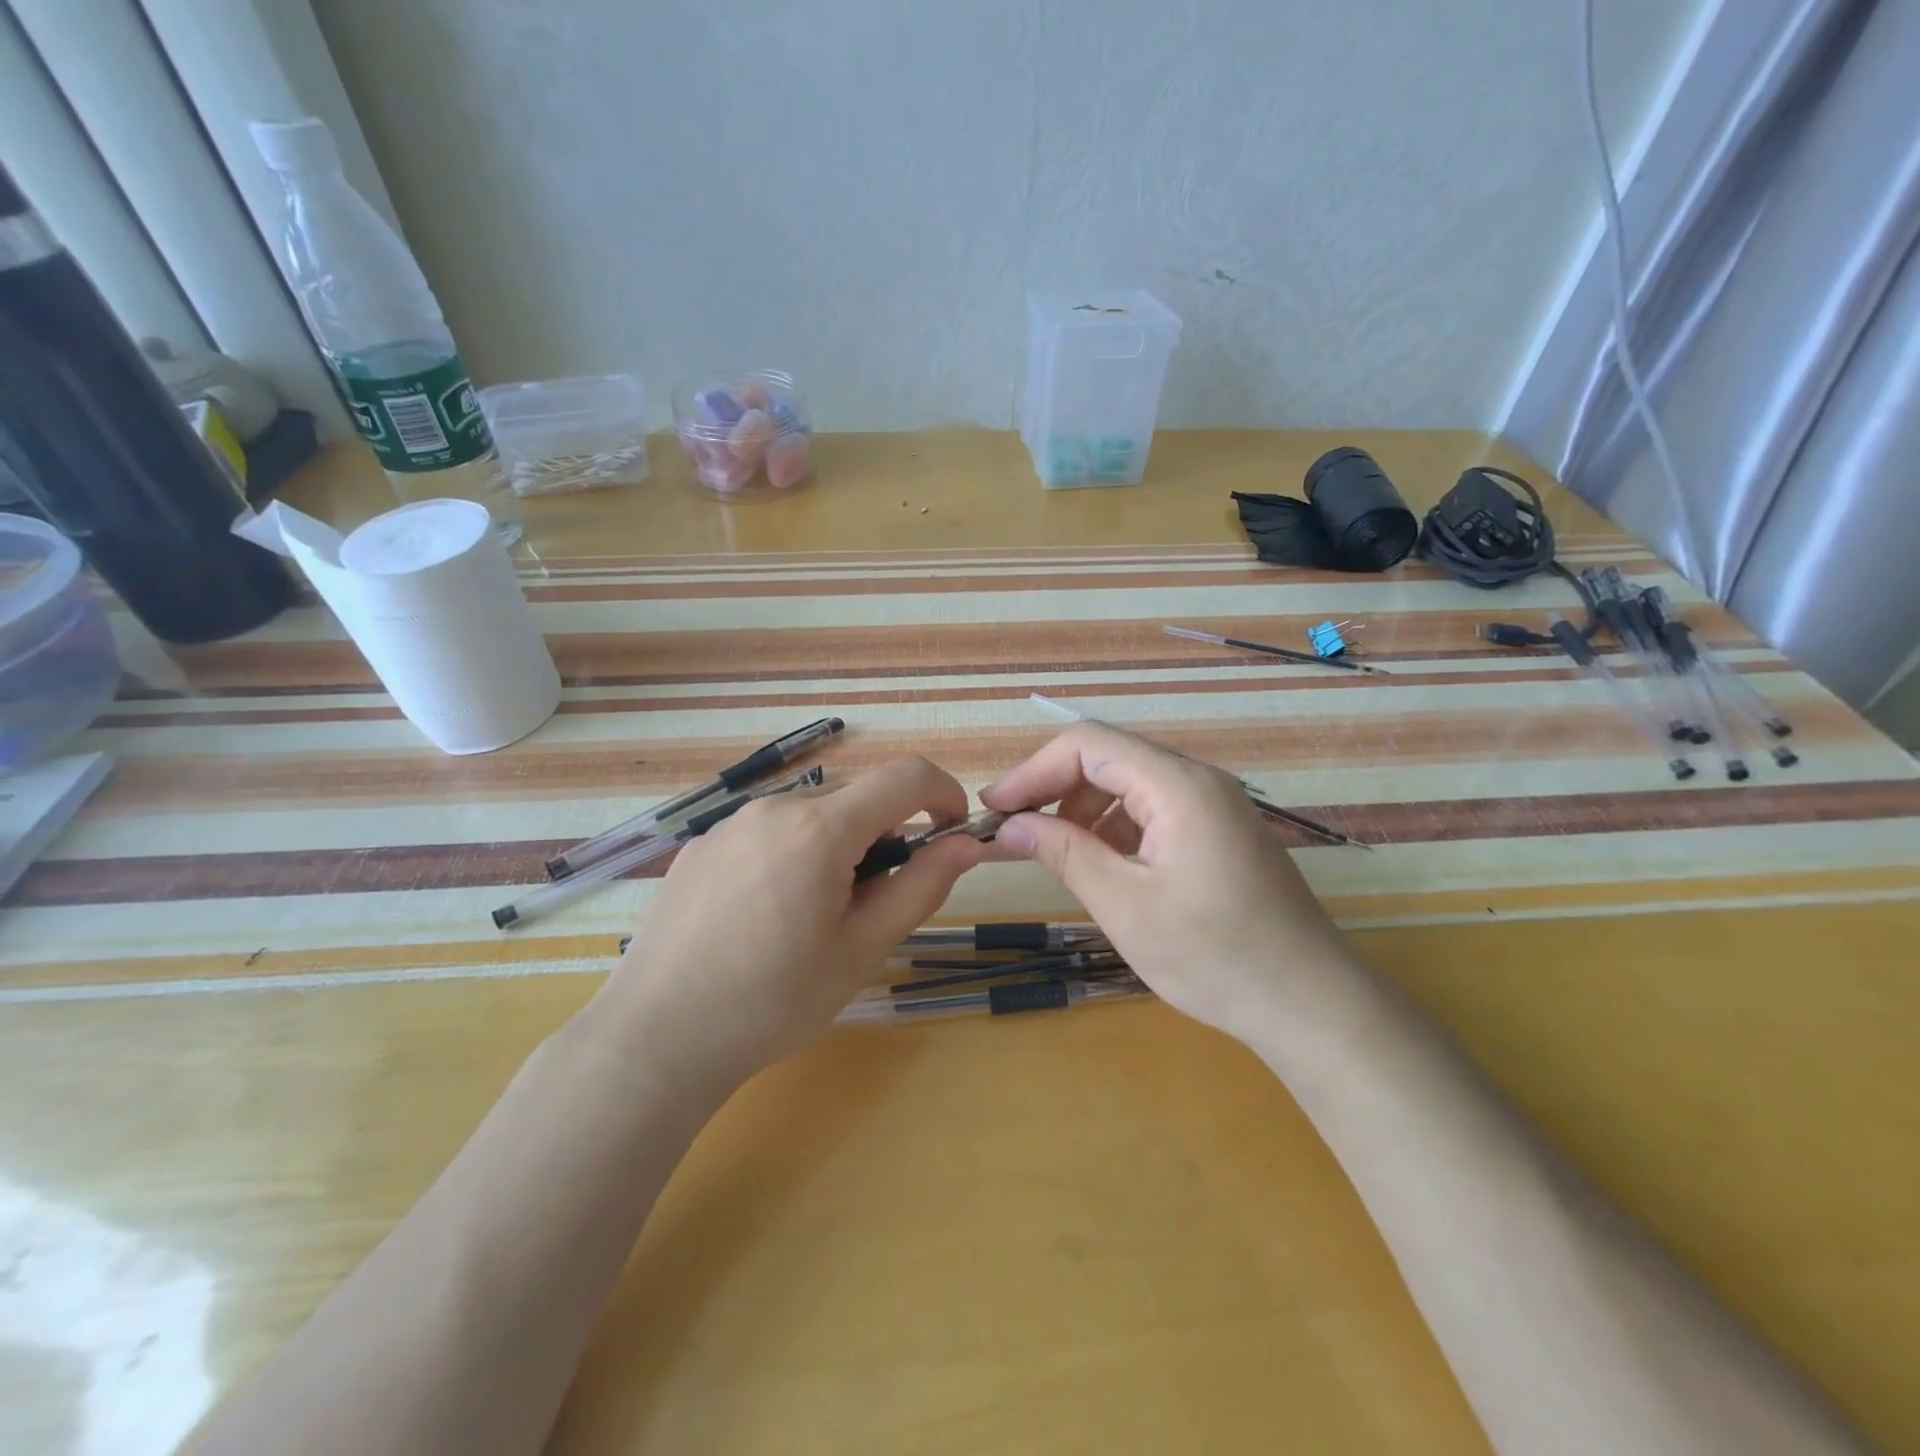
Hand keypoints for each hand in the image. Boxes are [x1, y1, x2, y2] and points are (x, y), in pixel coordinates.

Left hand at [584, 757, 991, 1093]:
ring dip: (839, 844)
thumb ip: (922, 886)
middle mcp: (774, 807)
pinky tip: (767, 914)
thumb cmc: (773, 1001)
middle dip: (887, 832)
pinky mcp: (701, 845)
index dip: (943, 795)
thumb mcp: (863, 949)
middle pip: (857, 795)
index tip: (951, 835)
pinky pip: (769, 830)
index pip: (905, 776)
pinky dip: (794, 852)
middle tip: (876, 899)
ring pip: (812, 813)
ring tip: (817, 914)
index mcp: (820, 828)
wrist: (656, 1039)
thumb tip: (966, 845)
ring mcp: (730, 822)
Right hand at [979, 723, 1355, 1040]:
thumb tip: (1010, 825)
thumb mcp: (1125, 905)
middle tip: (1015, 831)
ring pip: (1130, 784)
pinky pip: (1154, 809)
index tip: (996, 810)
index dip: (1033, 771)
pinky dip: (1115, 827)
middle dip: (1054, 788)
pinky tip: (1101, 864)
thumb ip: (1064, 853)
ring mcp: (1214, 805)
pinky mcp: (1220, 831)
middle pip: (1109, 758)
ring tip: (1053, 851)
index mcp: (1178, 785)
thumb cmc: (1214, 956)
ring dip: (1082, 809)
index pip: (1088, 744)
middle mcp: (1198, 780)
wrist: (1311, 1004)